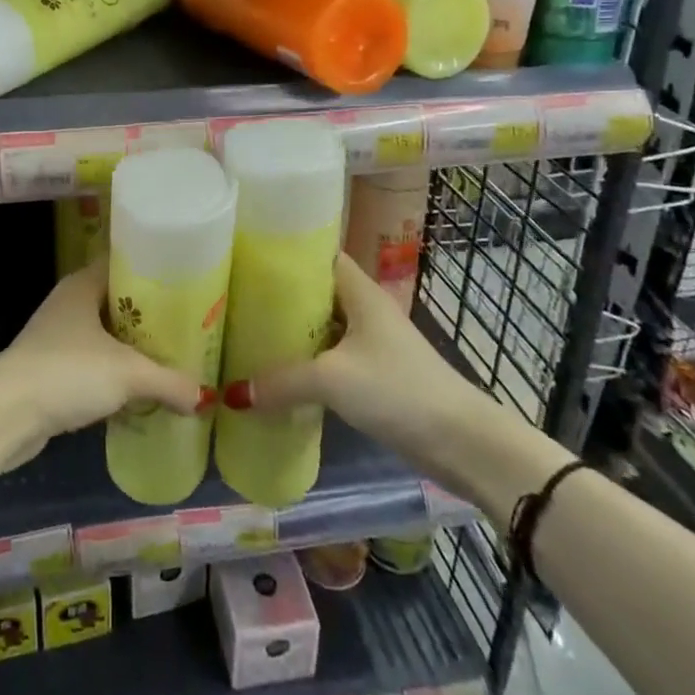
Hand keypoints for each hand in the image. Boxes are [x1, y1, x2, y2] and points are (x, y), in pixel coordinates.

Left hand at [0, 262, 213, 465]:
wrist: (6, 415)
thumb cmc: (68, 373)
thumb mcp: (128, 374)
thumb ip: (169, 382)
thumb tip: (205, 396)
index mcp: (82, 286)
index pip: (122, 264)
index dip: (153, 271)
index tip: (185, 284)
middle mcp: (68, 304)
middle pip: (116, 301)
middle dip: (148, 315)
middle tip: (186, 325)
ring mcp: (56, 337)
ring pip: (104, 335)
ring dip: (130, 347)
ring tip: (169, 357)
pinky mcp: (50, 370)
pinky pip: (91, 363)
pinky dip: (113, 373)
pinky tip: (137, 389)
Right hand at [219, 253, 525, 501]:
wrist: (462, 442)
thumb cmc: (397, 389)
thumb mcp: (332, 380)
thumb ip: (281, 382)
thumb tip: (232, 394)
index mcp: (359, 291)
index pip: (317, 255)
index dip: (284, 252)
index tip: (244, 256)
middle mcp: (364, 308)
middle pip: (314, 292)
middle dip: (278, 295)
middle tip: (234, 297)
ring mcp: (370, 342)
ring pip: (321, 326)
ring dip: (290, 331)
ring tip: (245, 331)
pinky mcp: (373, 373)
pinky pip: (329, 355)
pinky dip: (305, 360)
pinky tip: (276, 372)